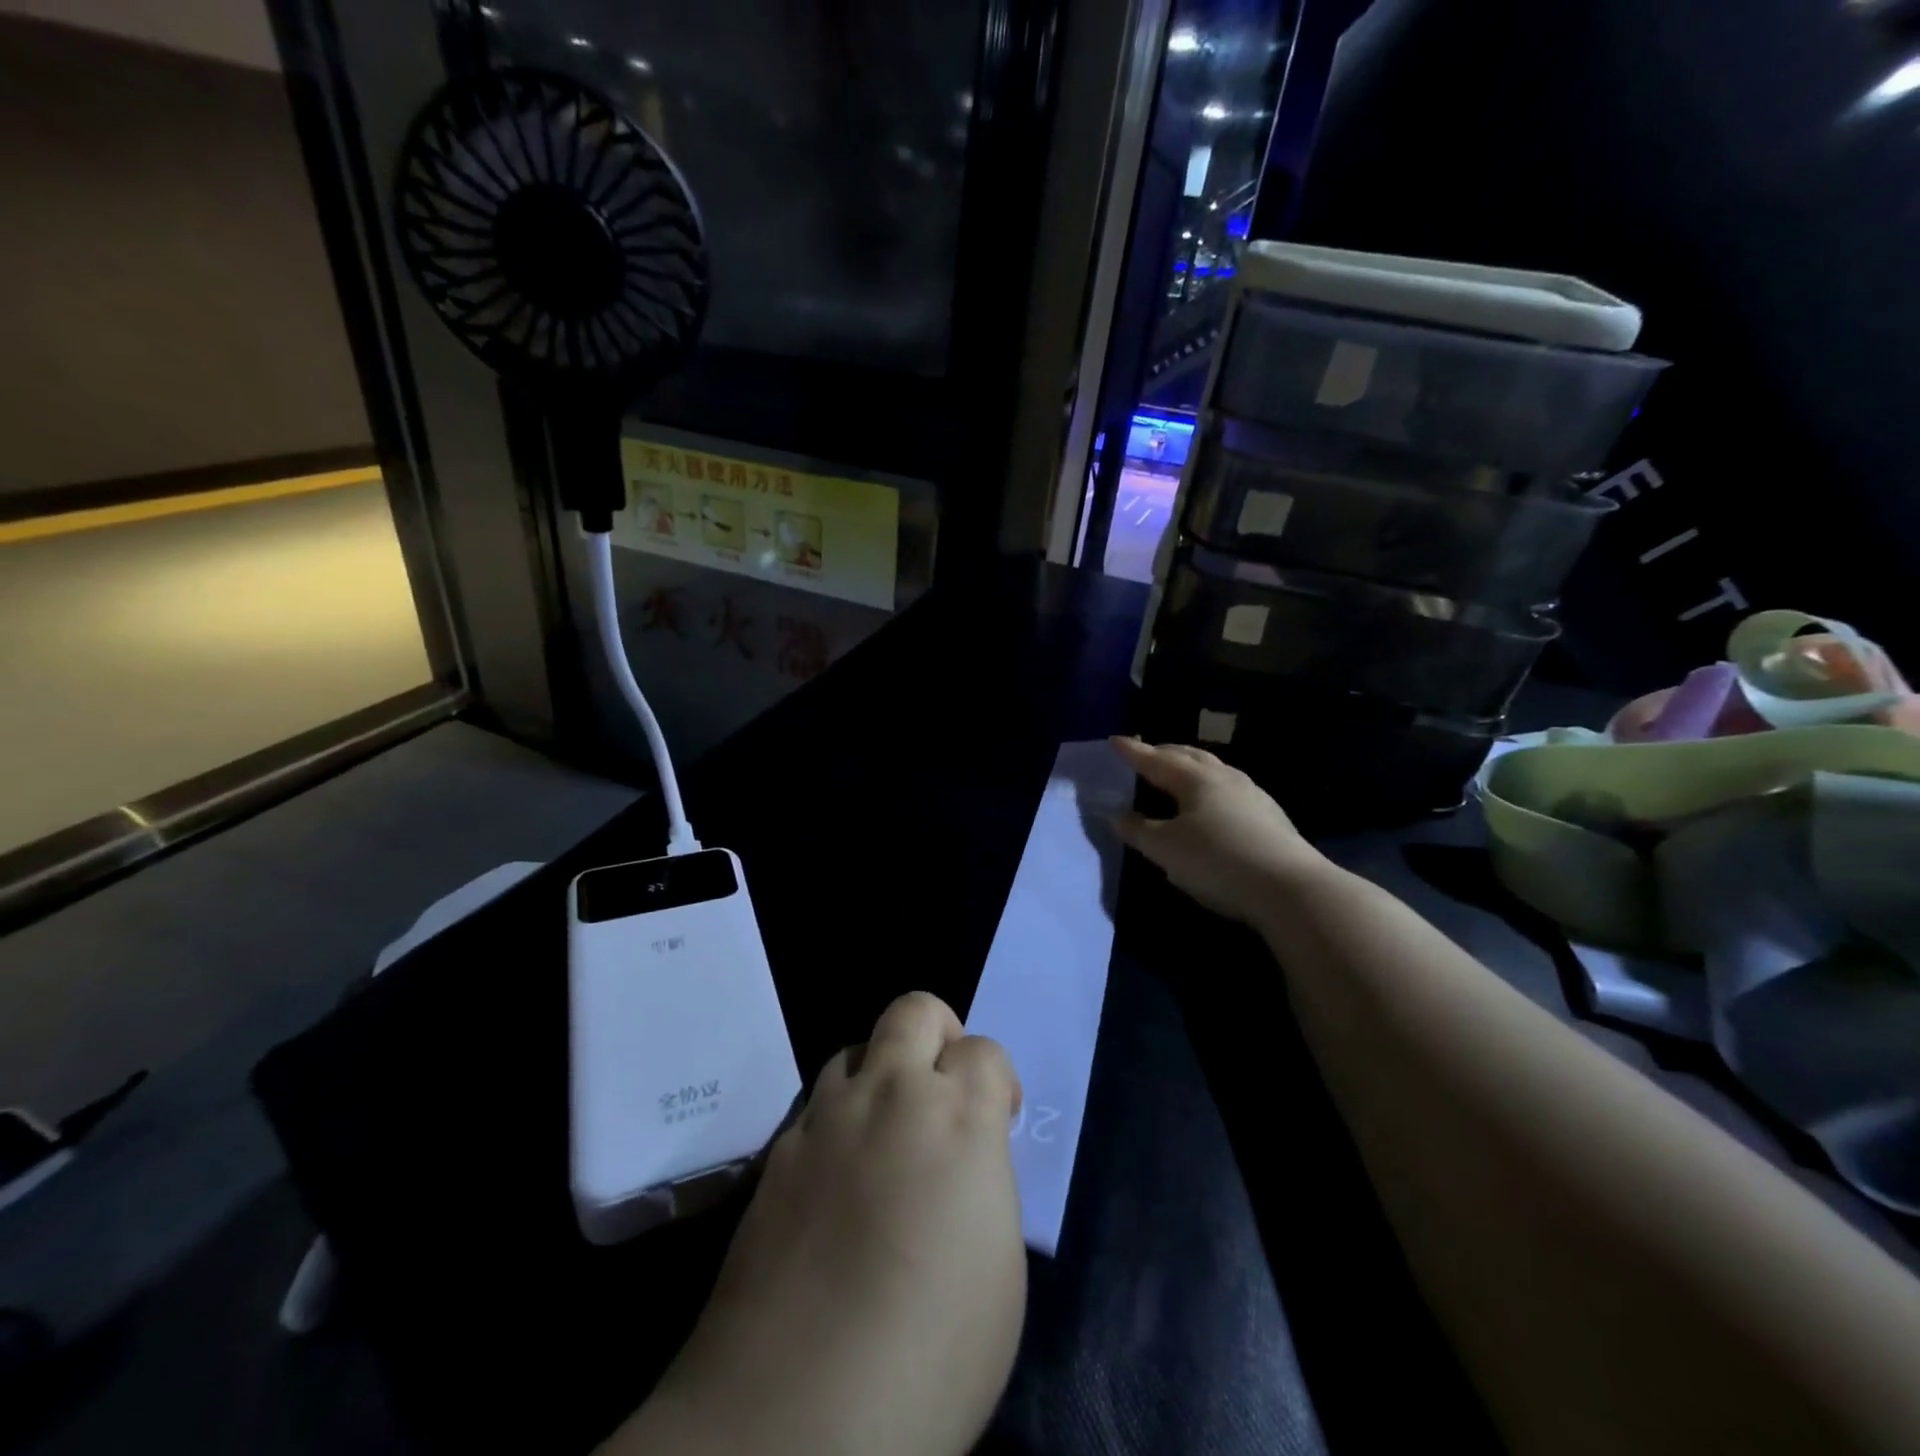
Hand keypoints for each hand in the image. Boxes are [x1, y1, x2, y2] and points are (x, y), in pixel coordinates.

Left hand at [630, 992, 1025, 1455]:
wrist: (795, 1415)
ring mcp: (825, 1118)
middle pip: (913, 1011)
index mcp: (958, 1118)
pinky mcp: (777, 1153)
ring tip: (883, 1136)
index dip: (996, 1080)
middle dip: (938, 1034)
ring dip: (879, 1076)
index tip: (997, 1122)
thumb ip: (984, 1181)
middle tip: (941, 1091)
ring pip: (855, 1050)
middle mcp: (890, 1095)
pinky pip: (813, 1108)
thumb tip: (965, 1159)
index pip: (985, 1049)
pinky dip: (834, 1124)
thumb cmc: (930, 1354)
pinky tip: (834, 1184)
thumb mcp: (998, 1269)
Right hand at [1111, 737, 1325, 922]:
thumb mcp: (1166, 850)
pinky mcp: (1270, 816)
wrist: (1290, 888)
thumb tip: (1117, 815)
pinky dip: (1210, 787)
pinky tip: (1211, 804)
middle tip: (1146, 753)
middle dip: (1164, 752)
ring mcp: (1253, 795)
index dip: (1134, 752)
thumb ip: (1138, 830)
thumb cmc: (1217, 861)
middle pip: (1189, 755)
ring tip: (1177, 774)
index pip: (1156, 760)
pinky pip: (1230, 789)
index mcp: (1195, 779)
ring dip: (1191, 767)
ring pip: (1214, 769)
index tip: (1115, 740)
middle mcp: (1224, 777)